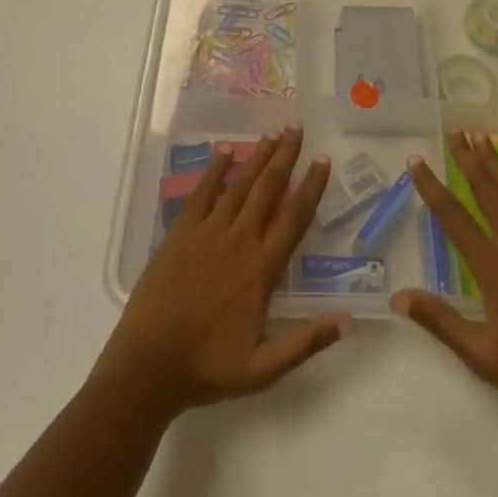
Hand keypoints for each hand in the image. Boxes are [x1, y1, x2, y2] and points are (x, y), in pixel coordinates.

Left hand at [93, 124, 351, 418]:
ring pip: (240, 183)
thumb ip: (306, 341)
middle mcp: (239, 240)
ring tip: (273, 131)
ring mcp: (209, 231)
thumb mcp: (264, 369)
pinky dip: (215, 168)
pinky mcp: (182, 231)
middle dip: (285, 156)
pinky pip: (202, 192)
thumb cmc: (208, 369)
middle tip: (297, 127)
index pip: (295, 218)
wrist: (148, 367)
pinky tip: (225, 149)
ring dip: (258, 156)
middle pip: (268, 188)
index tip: (323, 160)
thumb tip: (349, 322)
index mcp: (262, 268)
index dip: (312, 186)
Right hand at [394, 129, 497, 434]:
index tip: (416, 161)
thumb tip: (398, 298)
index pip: (453, 217)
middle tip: (454, 131)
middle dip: (467, 158)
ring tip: (482, 136)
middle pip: (486, 190)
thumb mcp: (482, 356)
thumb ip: (440, 321)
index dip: (431, 187)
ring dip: (497, 162)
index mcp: (492, 266)